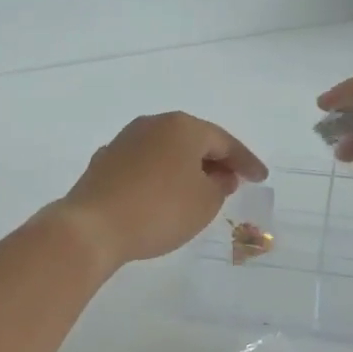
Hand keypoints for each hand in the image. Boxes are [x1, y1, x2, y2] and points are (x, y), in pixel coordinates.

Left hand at [54, 112, 267, 268]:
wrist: (92, 226)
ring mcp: (124, 141)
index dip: (246, 161)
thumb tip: (217, 176)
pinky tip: (163, 196)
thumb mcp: (205, 202)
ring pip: (166, 151)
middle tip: (232, 182)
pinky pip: (144, 165)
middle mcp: (152, 124)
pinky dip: (160, 177)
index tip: (260, 178)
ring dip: (185, 168)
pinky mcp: (104, 162)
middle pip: (193, 141)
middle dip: (214, 161)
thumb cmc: (159, 210)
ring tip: (200, 190)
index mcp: (182, 127)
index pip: (224, 141)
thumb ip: (220, 185)